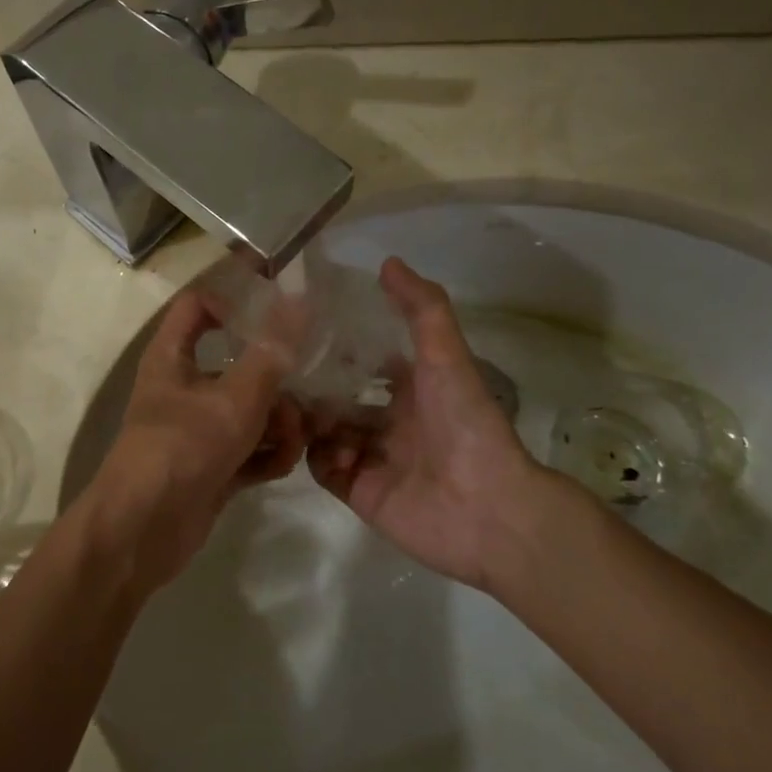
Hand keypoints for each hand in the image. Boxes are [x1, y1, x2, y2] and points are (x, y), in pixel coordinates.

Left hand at [85, 288, 306, 591]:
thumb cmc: (184, 448)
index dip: (236, 300)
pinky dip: (268, 455)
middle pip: (240, 364)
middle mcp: (185, 388)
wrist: (143, 531)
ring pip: (252, 411)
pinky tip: (281, 465)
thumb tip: (299, 299)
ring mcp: (200, 430)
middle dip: (278, 380)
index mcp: (174, 356)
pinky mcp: (214, 466)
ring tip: (293, 439)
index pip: (199, 305)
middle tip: (308, 391)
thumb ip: (271, 352)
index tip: (280, 309)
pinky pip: (251, 449)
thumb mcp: (235, 397)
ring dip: (280, 423)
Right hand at [307, 258, 562, 589]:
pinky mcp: (360, 491)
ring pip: (325, 431)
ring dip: (311, 419)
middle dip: (314, 386)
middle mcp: (390, 421)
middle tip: (283, 372)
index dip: (338, 347)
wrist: (487, 509)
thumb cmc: (466, 425)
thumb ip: (422, 309)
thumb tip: (387, 262)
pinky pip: (324, 469)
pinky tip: (326, 447)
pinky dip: (319, 456)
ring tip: (299, 410)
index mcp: (412, 389)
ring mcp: (373, 458)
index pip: (365, 362)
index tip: (302, 330)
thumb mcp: (446, 357)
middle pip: (338, 398)